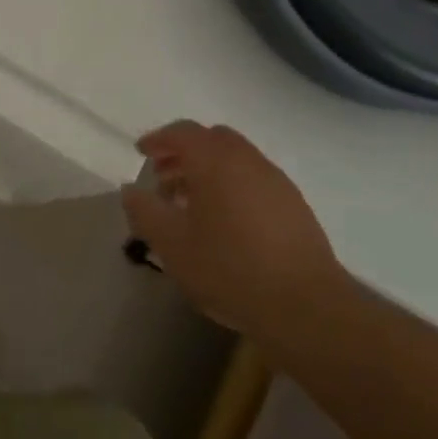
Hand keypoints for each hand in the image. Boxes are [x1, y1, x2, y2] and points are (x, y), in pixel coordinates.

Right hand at [121, 121, 345, 345]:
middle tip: (165, 177)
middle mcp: (248, 160)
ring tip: (191, 203)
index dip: (158, 139)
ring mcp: (276, 182)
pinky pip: (255, 180)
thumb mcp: (171, 243)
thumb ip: (145, 211)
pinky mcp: (295, 206)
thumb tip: (131, 190)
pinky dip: (233, 185)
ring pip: (236, 159)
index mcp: (215, 161)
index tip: (141, 153)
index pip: (182, 132)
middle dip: (185, 152)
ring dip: (210, 170)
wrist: (306, 306)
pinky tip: (225, 222)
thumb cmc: (229, 268)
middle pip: (212, 139)